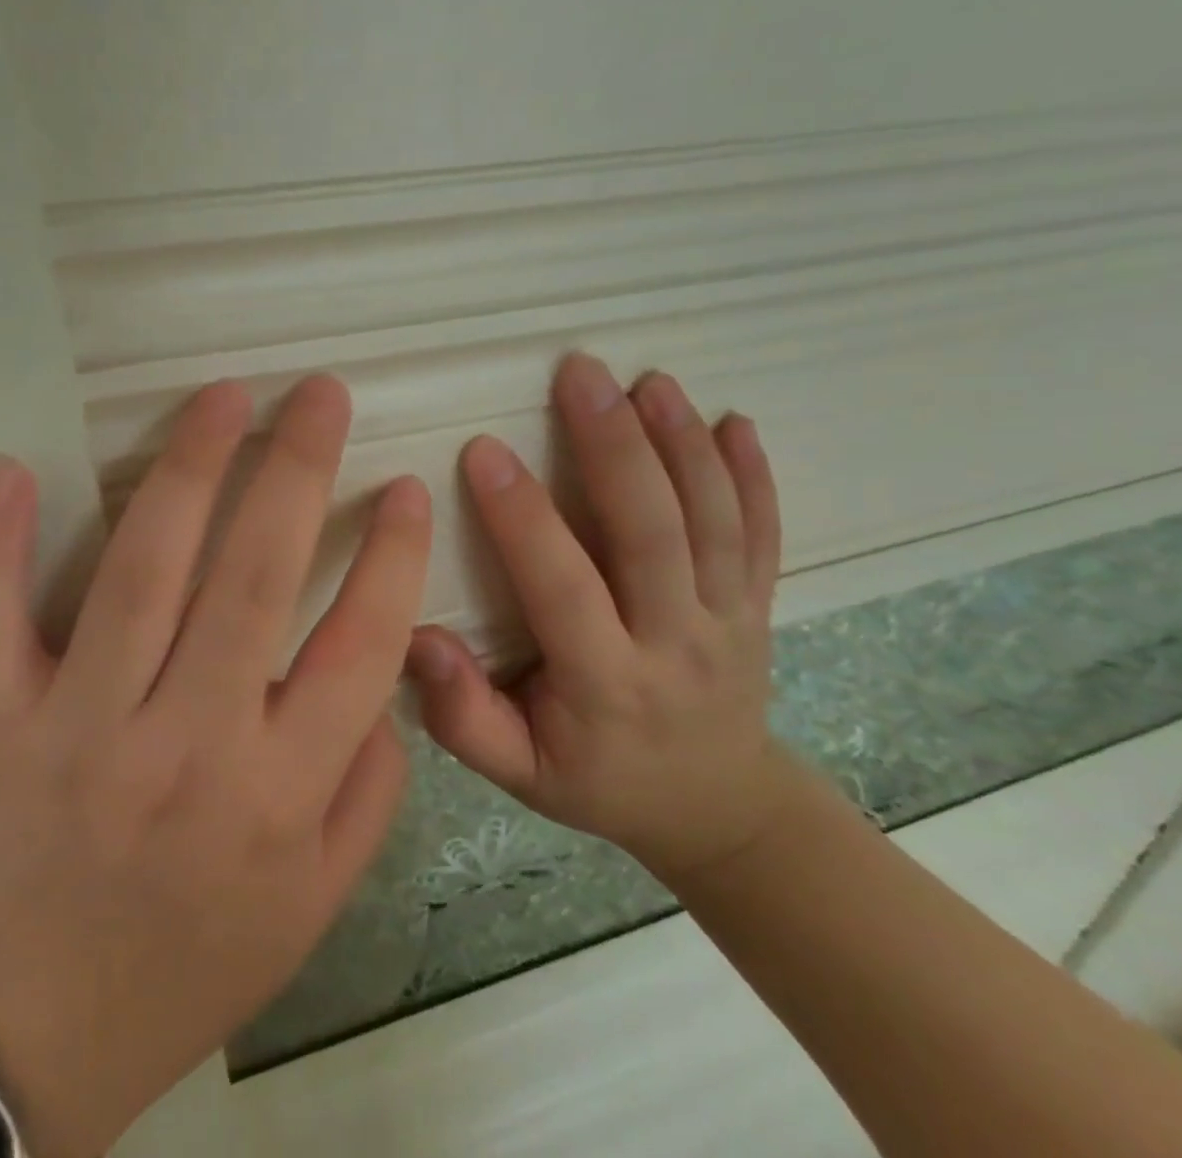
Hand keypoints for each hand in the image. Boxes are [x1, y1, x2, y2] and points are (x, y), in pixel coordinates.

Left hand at [0, 377, 429, 1157]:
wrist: (32, 1044)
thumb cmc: (193, 963)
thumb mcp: (316, 904)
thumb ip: (369, 790)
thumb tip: (385, 676)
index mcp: (276, 795)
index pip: (359, 647)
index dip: (393, 557)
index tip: (407, 487)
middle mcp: (186, 746)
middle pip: (251, 580)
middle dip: (297, 471)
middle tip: (320, 394)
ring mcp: (78, 730)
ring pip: (140, 574)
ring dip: (187, 470)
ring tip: (225, 397)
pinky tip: (11, 467)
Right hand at [407, 354, 795, 882]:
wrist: (716, 807)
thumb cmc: (599, 780)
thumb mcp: (519, 772)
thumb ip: (463, 714)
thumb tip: (416, 637)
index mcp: (607, 685)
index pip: (562, 587)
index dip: (522, 519)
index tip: (485, 450)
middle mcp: (677, 644)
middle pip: (651, 534)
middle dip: (615, 447)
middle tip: (580, 375)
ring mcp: (731, 620)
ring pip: (713, 522)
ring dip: (682, 444)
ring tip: (649, 381)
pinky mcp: (761, 605)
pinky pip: (765, 534)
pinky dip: (754, 476)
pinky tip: (735, 421)